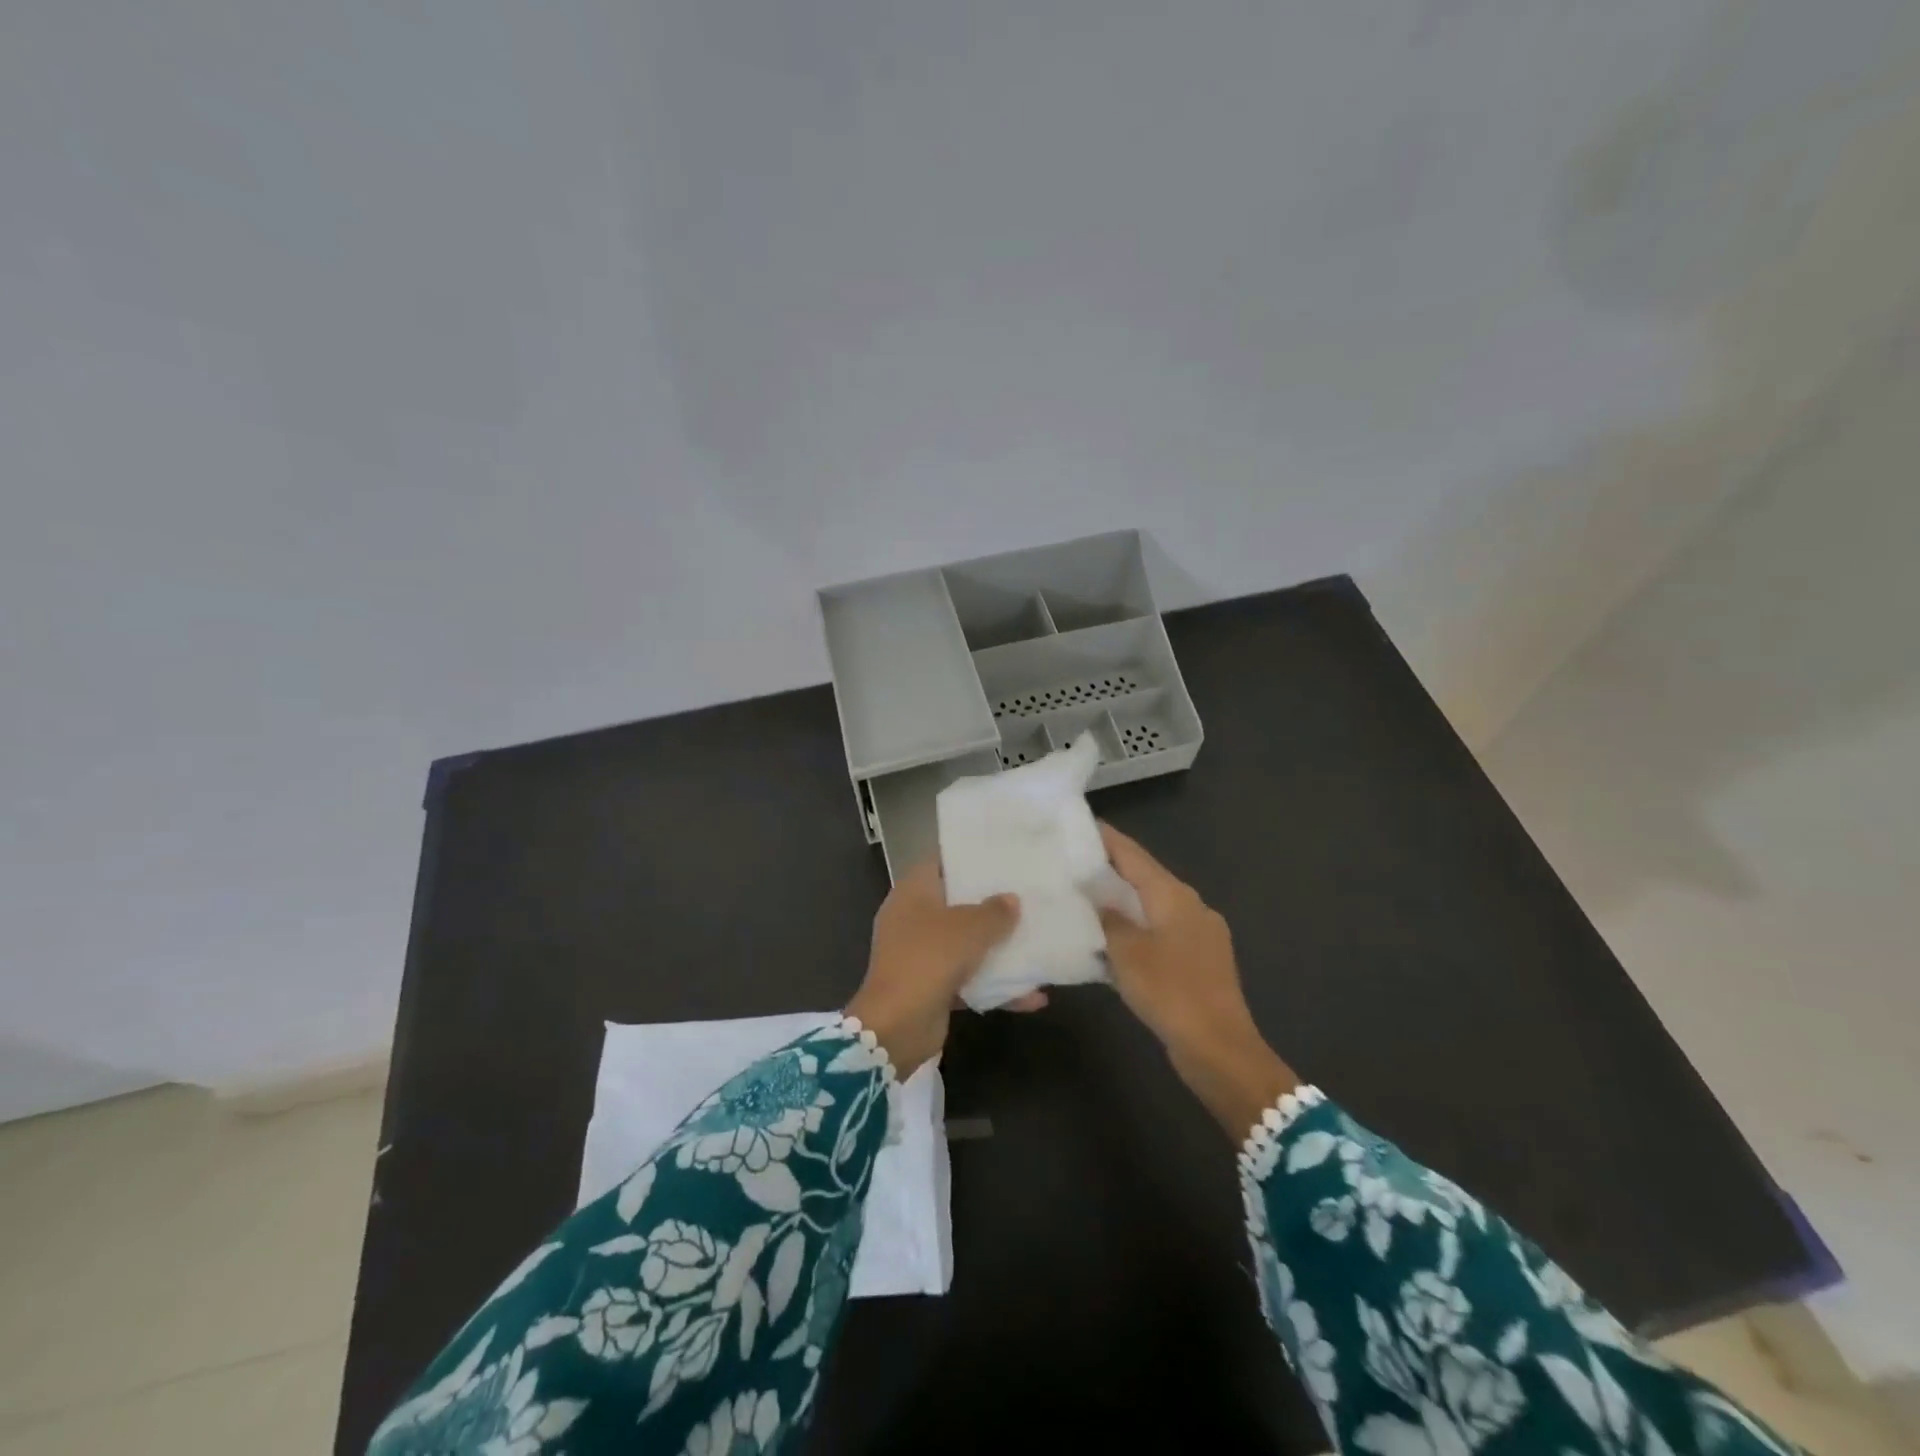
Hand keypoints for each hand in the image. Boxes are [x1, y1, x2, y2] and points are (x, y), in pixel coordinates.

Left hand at [846, 859, 1022, 1076]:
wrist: (896, 1026)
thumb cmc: (928, 959)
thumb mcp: (968, 929)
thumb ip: (994, 912)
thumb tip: (1011, 900)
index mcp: (913, 893)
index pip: (939, 862)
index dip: (967, 857)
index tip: (1000, 855)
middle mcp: (913, 918)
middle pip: (956, 902)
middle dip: (990, 903)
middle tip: (1026, 894)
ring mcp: (921, 954)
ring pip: (965, 943)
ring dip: (997, 948)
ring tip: (1036, 941)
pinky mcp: (932, 987)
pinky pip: (969, 980)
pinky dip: (996, 986)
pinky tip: (1033, 995)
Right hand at [1097, 824, 1299, 1138]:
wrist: (1220, 1049)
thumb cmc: (1169, 991)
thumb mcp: (1126, 952)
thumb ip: (1108, 916)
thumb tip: (1094, 891)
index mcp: (1173, 894)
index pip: (1132, 853)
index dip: (1105, 838)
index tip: (1076, 825)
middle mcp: (1191, 905)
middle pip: (1144, 877)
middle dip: (1110, 869)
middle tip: (1071, 864)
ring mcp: (1200, 933)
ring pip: (1152, 906)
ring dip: (1122, 902)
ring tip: (1085, 899)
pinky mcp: (1200, 960)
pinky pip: (1161, 931)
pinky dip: (1136, 928)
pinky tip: (1113, 940)